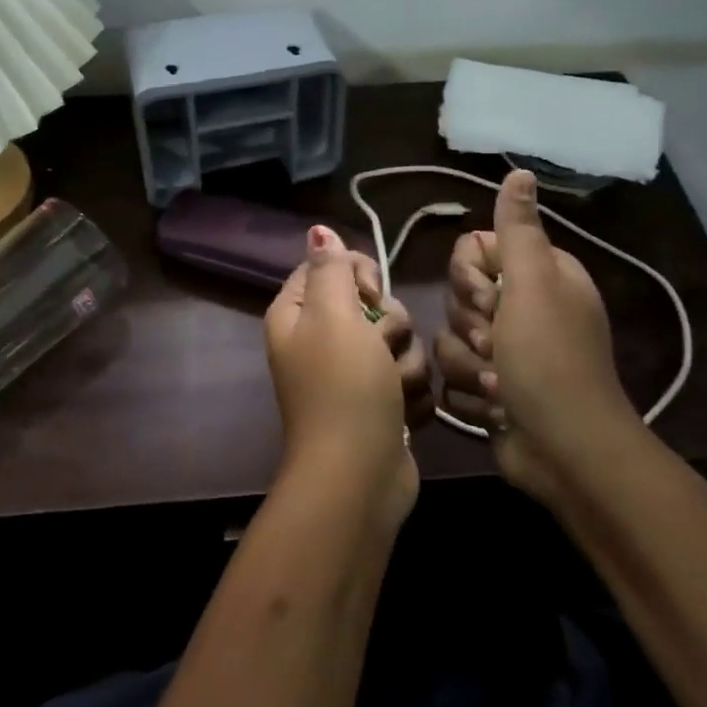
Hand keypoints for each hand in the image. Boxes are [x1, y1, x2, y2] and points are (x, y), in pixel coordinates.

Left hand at [265, 227, 421, 527]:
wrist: (359, 476)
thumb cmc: (343, 387)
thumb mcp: (333, 315)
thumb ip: (330, 268)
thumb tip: (318, 230)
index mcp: (297, 314)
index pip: (330, 266)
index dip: (357, 274)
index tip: (368, 294)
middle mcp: (320, 340)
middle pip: (370, 303)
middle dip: (388, 324)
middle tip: (379, 347)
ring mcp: (351, 374)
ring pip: (397, 340)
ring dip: (403, 363)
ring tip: (392, 388)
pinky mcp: (379, 402)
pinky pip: (406, 376)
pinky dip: (409, 393)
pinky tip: (401, 412)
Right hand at [435, 170, 641, 505]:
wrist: (564, 450)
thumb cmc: (548, 359)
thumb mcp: (533, 285)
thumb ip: (518, 229)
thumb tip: (519, 171)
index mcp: (538, 275)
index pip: (473, 250)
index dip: (470, 275)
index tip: (490, 297)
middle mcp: (522, 307)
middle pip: (457, 295)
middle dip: (471, 325)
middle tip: (498, 345)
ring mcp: (505, 350)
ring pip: (449, 338)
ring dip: (469, 365)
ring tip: (500, 384)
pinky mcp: (490, 386)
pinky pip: (452, 375)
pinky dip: (472, 394)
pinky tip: (496, 408)